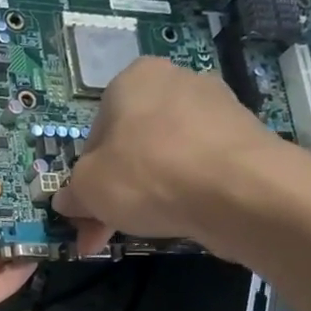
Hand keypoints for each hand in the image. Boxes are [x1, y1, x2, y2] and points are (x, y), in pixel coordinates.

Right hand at [53, 57, 297, 259]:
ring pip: (163, 159)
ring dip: (146, 195)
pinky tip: (180, 218)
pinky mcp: (243, 137)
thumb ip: (71, 193)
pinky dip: (183, 192)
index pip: (94, 135)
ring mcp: (216, 107)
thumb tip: (67, 201)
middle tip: (105, 232)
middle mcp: (175, 81)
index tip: (86, 212)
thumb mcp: (87, 189)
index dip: (85, 179)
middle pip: (130, 147)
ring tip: (143, 231)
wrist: (240, 191)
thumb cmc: (148, 176)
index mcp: (132, 79)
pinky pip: (197, 167)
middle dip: (115, 192)